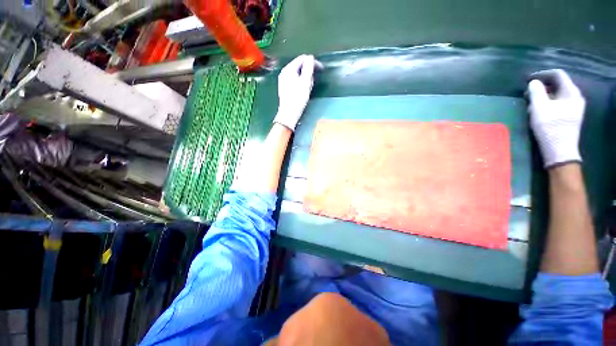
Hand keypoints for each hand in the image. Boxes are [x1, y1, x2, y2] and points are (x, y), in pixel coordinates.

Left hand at [273, 55, 322, 130]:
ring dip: (306, 77)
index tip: (321, 69)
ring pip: (298, 73)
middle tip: (314, 81)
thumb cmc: (298, 99)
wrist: (289, 114)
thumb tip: (310, 57)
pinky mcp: (285, 87)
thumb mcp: (305, 82)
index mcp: (289, 69)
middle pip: (299, 65)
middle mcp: (284, 72)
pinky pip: (295, 79)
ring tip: (309, 87)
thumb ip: (308, 68)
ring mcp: (284, 80)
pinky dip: (301, 82)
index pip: (302, 58)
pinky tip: (303, 90)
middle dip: (309, 71)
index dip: (313, 62)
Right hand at [527, 69, 585, 167]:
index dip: (542, 74)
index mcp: (571, 92)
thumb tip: (533, 82)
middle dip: (542, 85)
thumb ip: (536, 92)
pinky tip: (539, 109)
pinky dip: (548, 102)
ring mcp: (575, 107)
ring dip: (544, 95)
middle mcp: (576, 97)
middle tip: (528, 92)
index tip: (528, 79)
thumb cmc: (550, 127)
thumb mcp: (539, 108)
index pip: (558, 75)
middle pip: (558, 84)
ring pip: (558, 94)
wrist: (560, 150)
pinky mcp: (570, 116)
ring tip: (531, 101)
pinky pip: (559, 102)